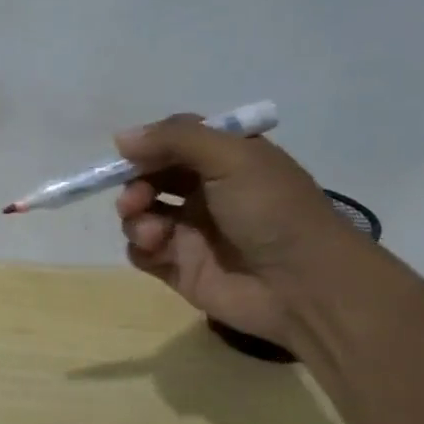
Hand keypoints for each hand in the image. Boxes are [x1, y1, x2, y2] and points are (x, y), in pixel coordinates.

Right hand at [113, 114, 364, 345]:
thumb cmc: (271, 210)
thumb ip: (175, 139)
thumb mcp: (231, 157)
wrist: (302, 285)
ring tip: (153, 232)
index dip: (149, 147)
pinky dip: (141, 247)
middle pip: (151, 178)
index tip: (130, 155)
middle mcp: (207, 193)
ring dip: (135, 217)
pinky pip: (143, 252)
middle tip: (135, 200)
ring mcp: (192, 232)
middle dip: (135, 184)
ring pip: (141, 215)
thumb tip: (121, 138)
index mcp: (226, 160)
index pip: (174, 142)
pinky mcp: (181, 268)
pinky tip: (157, 249)